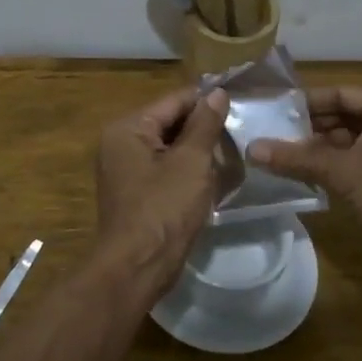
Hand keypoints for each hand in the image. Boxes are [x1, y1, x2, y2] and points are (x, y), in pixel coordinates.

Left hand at [94, 86, 229, 286]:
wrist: (138, 267)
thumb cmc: (164, 208)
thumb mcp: (191, 162)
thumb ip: (205, 124)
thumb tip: (217, 93)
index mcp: (128, 128)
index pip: (174, 101)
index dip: (207, 101)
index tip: (241, 102)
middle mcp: (120, 143)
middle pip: (170, 123)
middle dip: (204, 128)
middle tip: (241, 131)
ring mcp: (125, 170)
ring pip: (170, 148)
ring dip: (198, 152)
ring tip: (233, 153)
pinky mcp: (135, 193)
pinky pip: (165, 170)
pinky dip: (187, 171)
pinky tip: (214, 178)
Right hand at [250, 86, 361, 261]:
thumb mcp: (344, 173)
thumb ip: (298, 158)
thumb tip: (253, 148)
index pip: (340, 93)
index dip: (306, 103)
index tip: (274, 113)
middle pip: (346, 115)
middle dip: (311, 128)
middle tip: (274, 137)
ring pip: (353, 138)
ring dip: (323, 148)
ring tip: (285, 157)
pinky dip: (338, 163)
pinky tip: (311, 175)